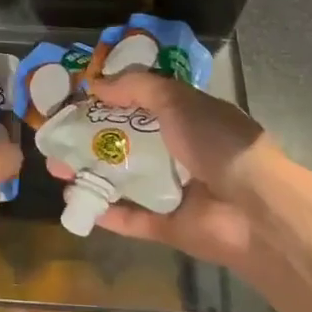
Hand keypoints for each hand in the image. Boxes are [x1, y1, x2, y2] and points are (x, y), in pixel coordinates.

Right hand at [47, 70, 279, 273]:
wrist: (256, 209)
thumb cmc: (216, 142)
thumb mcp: (176, 99)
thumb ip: (135, 87)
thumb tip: (96, 85)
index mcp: (187, 117)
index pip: (142, 103)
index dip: (110, 100)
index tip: (76, 99)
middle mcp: (180, 151)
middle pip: (126, 142)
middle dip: (90, 139)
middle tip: (56, 138)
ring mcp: (175, 191)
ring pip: (124, 179)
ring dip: (91, 173)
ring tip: (56, 169)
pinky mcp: (170, 226)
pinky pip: (132, 218)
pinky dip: (106, 211)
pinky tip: (76, 202)